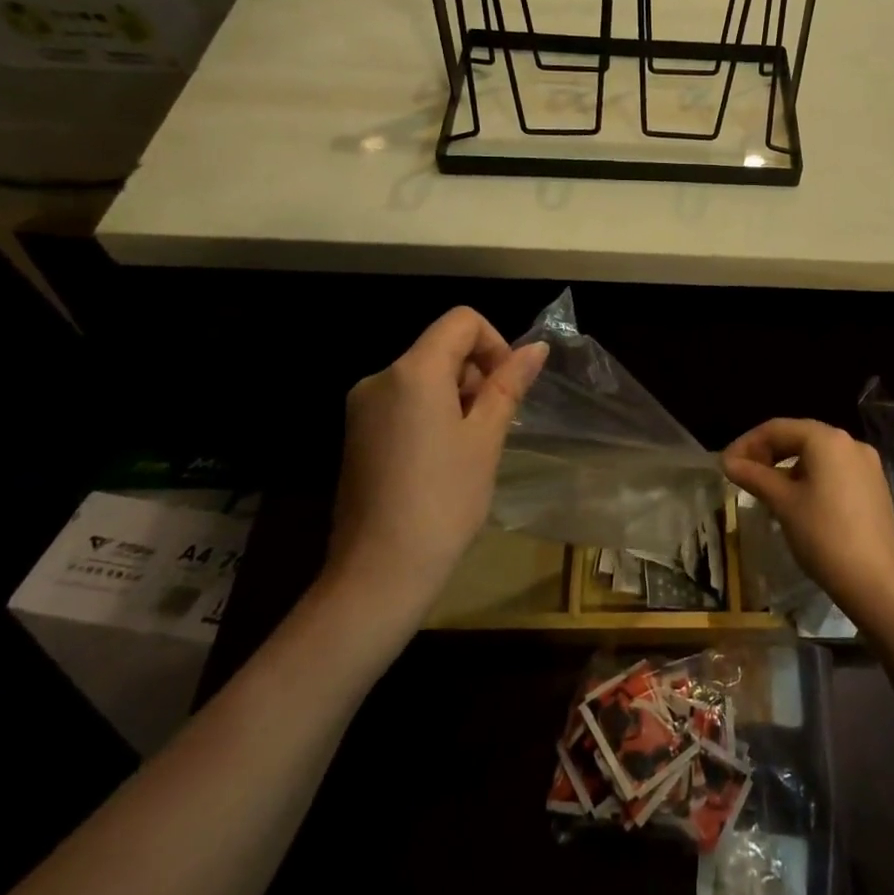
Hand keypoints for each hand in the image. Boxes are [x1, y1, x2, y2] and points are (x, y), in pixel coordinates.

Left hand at [324, 307, 547, 620]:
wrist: (378, 573)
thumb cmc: (444, 500)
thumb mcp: (486, 438)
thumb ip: (509, 385)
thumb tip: (536, 348)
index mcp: (412, 371)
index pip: (462, 321)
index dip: (495, 343)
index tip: (506, 388)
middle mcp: (380, 378)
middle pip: (441, 348)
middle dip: (476, 374)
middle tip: (492, 427)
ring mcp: (362, 408)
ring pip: (424, 377)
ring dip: (457, 397)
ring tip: (469, 449)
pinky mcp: (356, 435)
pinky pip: (404, 402)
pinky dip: (432, 414)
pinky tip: (442, 461)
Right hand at [722, 418, 893, 627]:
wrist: (876, 581)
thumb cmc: (823, 535)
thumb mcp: (783, 503)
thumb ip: (754, 476)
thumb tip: (728, 462)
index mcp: (827, 439)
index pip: (778, 429)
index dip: (748, 443)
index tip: (727, 465)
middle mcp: (850, 443)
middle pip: (800, 437)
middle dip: (768, 453)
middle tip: (743, 475)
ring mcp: (867, 465)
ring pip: (818, 455)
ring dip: (789, 467)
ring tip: (767, 491)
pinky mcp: (875, 487)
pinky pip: (835, 471)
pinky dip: (812, 478)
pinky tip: (798, 501)